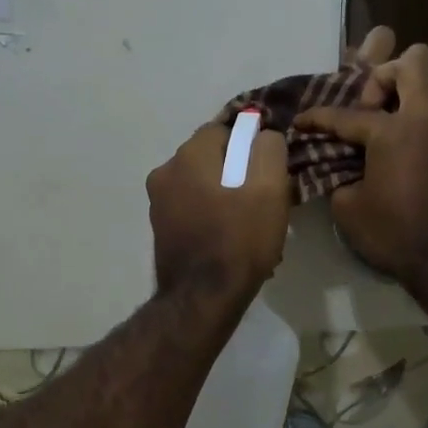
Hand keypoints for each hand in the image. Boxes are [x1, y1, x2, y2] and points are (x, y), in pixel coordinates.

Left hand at [146, 123, 289, 302]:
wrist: (203, 298)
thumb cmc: (240, 239)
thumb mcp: (270, 188)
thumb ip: (269, 148)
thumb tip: (263, 134)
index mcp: (189, 155)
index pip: (225, 129)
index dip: (251, 145)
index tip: (269, 170)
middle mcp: (165, 171)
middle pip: (211, 156)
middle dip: (237, 169)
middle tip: (262, 198)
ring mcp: (157, 201)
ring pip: (200, 182)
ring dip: (223, 193)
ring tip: (246, 222)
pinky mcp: (159, 227)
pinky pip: (191, 206)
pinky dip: (209, 212)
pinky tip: (226, 236)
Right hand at [295, 40, 427, 292]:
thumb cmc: (395, 236)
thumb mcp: (349, 210)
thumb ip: (340, 179)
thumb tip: (340, 170)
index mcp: (393, 132)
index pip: (347, 115)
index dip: (319, 117)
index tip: (302, 119)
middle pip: (414, 65)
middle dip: (386, 74)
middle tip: (373, 103)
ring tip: (410, 112)